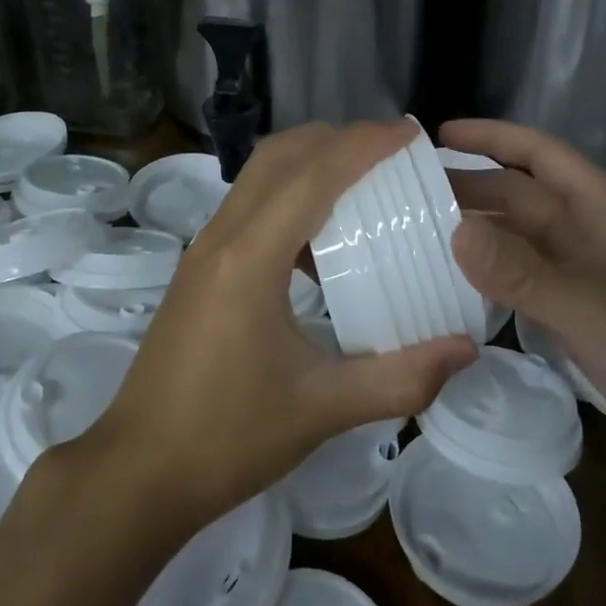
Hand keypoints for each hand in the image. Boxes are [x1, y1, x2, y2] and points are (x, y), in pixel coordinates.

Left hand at [84, 121, 477, 529]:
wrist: (138, 473)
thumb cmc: (227, 438)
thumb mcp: (322, 410)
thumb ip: (400, 379)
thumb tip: (467, 348)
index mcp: (250, 257)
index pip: (313, 175)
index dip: (364, 145)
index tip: (410, 132)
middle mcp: (222, 237)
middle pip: (279, 155)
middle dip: (335, 139)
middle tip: (389, 152)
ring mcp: (204, 250)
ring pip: (259, 176)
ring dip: (309, 163)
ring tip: (363, 183)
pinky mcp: (199, 269)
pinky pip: (249, 207)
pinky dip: (288, 196)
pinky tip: (320, 242)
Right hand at [441, 118, 605, 485]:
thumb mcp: (590, 303)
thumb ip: (520, 270)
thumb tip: (452, 230)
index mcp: (598, 205)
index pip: (536, 152)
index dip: (490, 137)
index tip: (436, 135)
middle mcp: (586, 230)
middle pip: (519, 196)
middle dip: (469, 189)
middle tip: (406, 194)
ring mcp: (582, 273)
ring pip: (517, 240)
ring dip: (475, 235)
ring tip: (415, 235)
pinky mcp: (577, 313)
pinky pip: (522, 282)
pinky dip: (489, 278)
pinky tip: (451, 284)